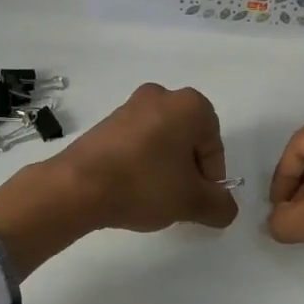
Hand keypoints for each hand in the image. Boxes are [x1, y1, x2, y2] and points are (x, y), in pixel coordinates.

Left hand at [51, 82, 239, 233]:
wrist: (77, 186)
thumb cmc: (144, 185)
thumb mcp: (192, 202)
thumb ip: (221, 206)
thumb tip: (225, 208)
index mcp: (190, 105)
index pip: (214, 147)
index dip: (210, 179)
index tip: (195, 201)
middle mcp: (162, 96)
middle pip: (188, 142)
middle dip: (187, 172)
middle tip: (176, 200)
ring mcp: (130, 106)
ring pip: (163, 142)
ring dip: (164, 169)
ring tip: (152, 198)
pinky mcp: (107, 122)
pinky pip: (137, 143)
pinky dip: (141, 164)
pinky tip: (131, 188)